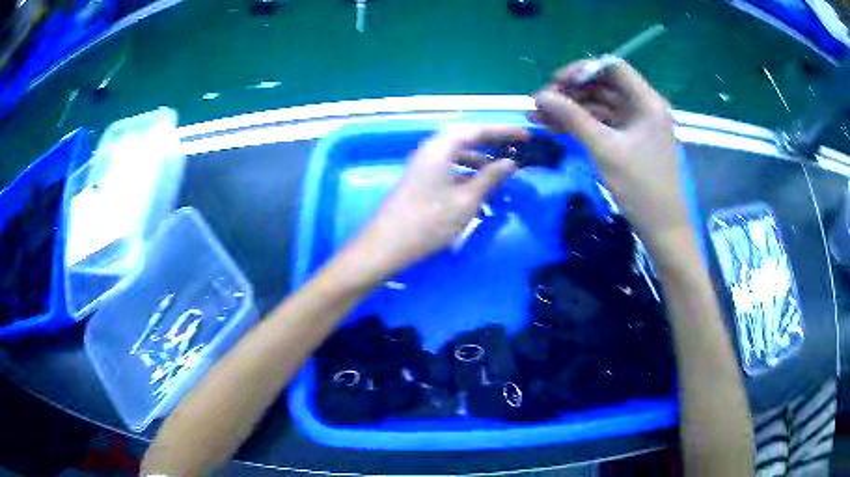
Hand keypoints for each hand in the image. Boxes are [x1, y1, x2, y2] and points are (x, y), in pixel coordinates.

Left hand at [358, 124, 528, 271]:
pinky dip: (465, 175)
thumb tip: (511, 163)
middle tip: (515, 152)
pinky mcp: (418, 180)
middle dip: (492, 145)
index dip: (504, 132)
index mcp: (441, 147)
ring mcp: (422, 165)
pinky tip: (478, 191)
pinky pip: (448, 169)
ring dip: (479, 162)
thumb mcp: (466, 200)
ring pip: (457, 156)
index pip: (478, 130)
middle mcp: (430, 149)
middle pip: (466, 139)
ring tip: (500, 175)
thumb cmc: (429, 221)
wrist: (386, 245)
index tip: (526, 137)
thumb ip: (490, 178)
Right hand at [532, 59, 690, 248]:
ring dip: (571, 109)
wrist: (663, 229)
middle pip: (603, 86)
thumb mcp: (604, 149)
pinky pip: (603, 124)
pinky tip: (555, 128)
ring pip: (599, 105)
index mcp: (646, 101)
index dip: (582, 69)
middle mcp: (643, 107)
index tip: (556, 83)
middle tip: (541, 103)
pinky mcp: (630, 141)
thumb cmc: (640, 188)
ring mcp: (637, 125)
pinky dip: (581, 125)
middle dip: (571, 92)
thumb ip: (572, 118)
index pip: (612, 67)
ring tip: (538, 117)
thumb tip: (539, 95)